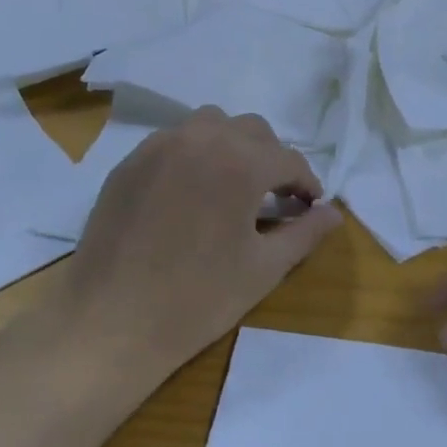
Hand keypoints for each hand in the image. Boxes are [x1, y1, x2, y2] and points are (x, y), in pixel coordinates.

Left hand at [62, 107, 341, 381]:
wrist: (111, 321)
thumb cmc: (198, 299)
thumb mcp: (263, 269)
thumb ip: (305, 233)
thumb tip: (335, 213)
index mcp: (240, 163)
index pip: (288, 159)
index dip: (306, 183)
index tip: (310, 207)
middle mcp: (200, 139)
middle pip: (251, 130)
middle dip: (271, 158)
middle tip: (274, 198)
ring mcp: (158, 146)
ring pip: (209, 124)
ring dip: (231, 146)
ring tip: (232, 185)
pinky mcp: (129, 162)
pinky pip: (173, 141)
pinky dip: (193, 155)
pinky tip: (190, 193)